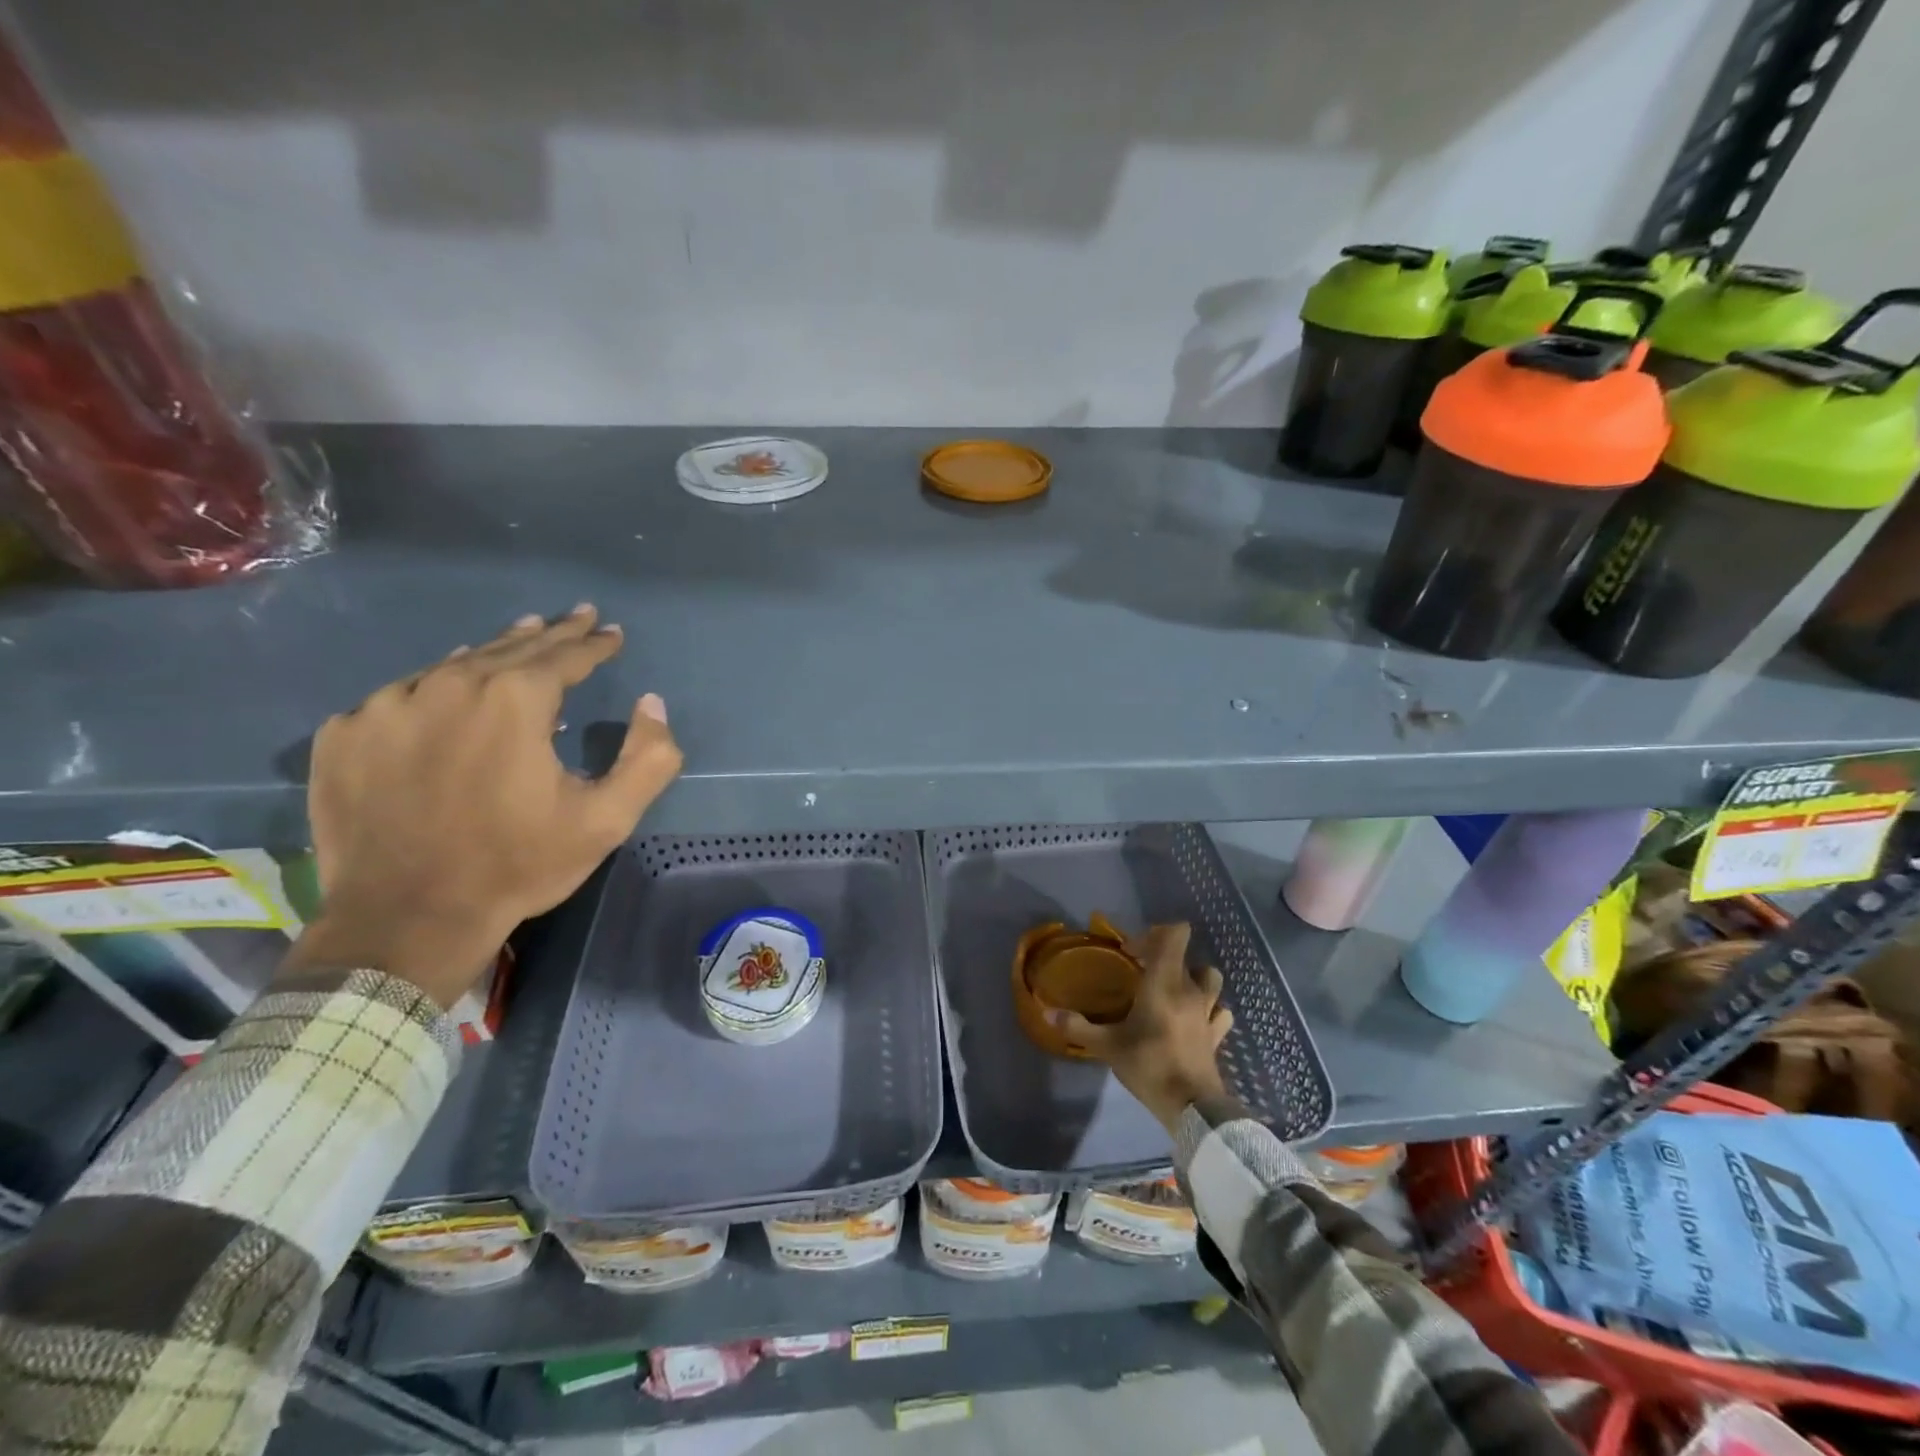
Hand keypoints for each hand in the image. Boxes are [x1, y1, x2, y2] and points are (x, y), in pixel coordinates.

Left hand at [285, 605, 682, 1006]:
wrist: (407, 917)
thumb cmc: (519, 864)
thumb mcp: (608, 819)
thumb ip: (648, 757)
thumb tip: (652, 703)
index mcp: (514, 700)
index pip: (565, 655)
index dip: (594, 643)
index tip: (612, 632)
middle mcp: (448, 686)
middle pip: (509, 648)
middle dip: (549, 634)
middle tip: (574, 616)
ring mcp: (386, 707)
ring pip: (452, 666)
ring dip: (491, 654)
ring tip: (517, 640)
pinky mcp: (343, 736)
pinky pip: (399, 697)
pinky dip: (432, 689)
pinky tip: (442, 694)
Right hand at [1047, 922, 1232, 1131]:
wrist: (1192, 1108)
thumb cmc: (1149, 1066)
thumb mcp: (1107, 1046)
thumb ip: (1078, 1027)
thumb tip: (1048, 1012)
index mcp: (1164, 983)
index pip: (1174, 935)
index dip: (1153, 934)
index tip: (1131, 953)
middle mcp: (1190, 989)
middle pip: (1183, 955)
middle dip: (1161, 956)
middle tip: (1139, 972)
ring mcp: (1208, 1011)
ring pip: (1208, 977)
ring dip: (1192, 975)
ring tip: (1171, 989)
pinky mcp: (1216, 1033)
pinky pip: (1219, 1009)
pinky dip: (1210, 1007)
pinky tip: (1195, 1017)